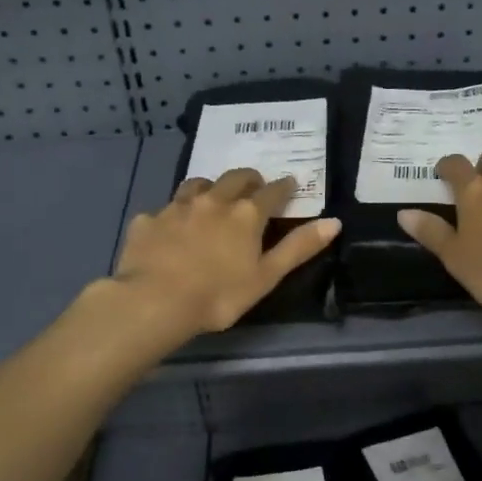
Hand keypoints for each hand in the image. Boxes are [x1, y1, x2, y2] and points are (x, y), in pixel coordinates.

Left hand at [112, 168, 340, 336]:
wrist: (154, 302)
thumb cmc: (219, 295)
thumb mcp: (266, 276)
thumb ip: (299, 248)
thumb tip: (334, 222)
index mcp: (246, 215)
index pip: (272, 192)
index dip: (284, 187)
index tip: (291, 184)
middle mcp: (212, 201)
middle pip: (234, 178)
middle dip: (248, 178)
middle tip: (254, 185)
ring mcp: (176, 207)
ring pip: (197, 185)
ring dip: (210, 187)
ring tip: (212, 198)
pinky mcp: (147, 221)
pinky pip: (164, 210)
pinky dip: (173, 215)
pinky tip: (170, 229)